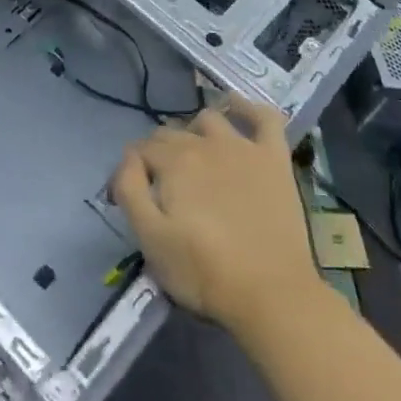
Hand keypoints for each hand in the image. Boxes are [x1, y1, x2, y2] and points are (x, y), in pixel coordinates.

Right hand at [110, 99, 325, 337]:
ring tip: (194, 158)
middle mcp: (206, 142)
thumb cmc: (204, 272)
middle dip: (157, 154)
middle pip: (171, 134)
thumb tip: (128, 159)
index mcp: (174, 161)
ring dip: (195, 132)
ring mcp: (244, 146)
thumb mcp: (150, 238)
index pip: (139, 151)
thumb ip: (130, 189)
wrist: (271, 293)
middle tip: (160, 188)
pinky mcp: (274, 158)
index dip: (128, 171)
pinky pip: (264, 117)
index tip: (125, 199)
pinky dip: (248, 107)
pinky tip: (238, 108)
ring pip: (209, 120)